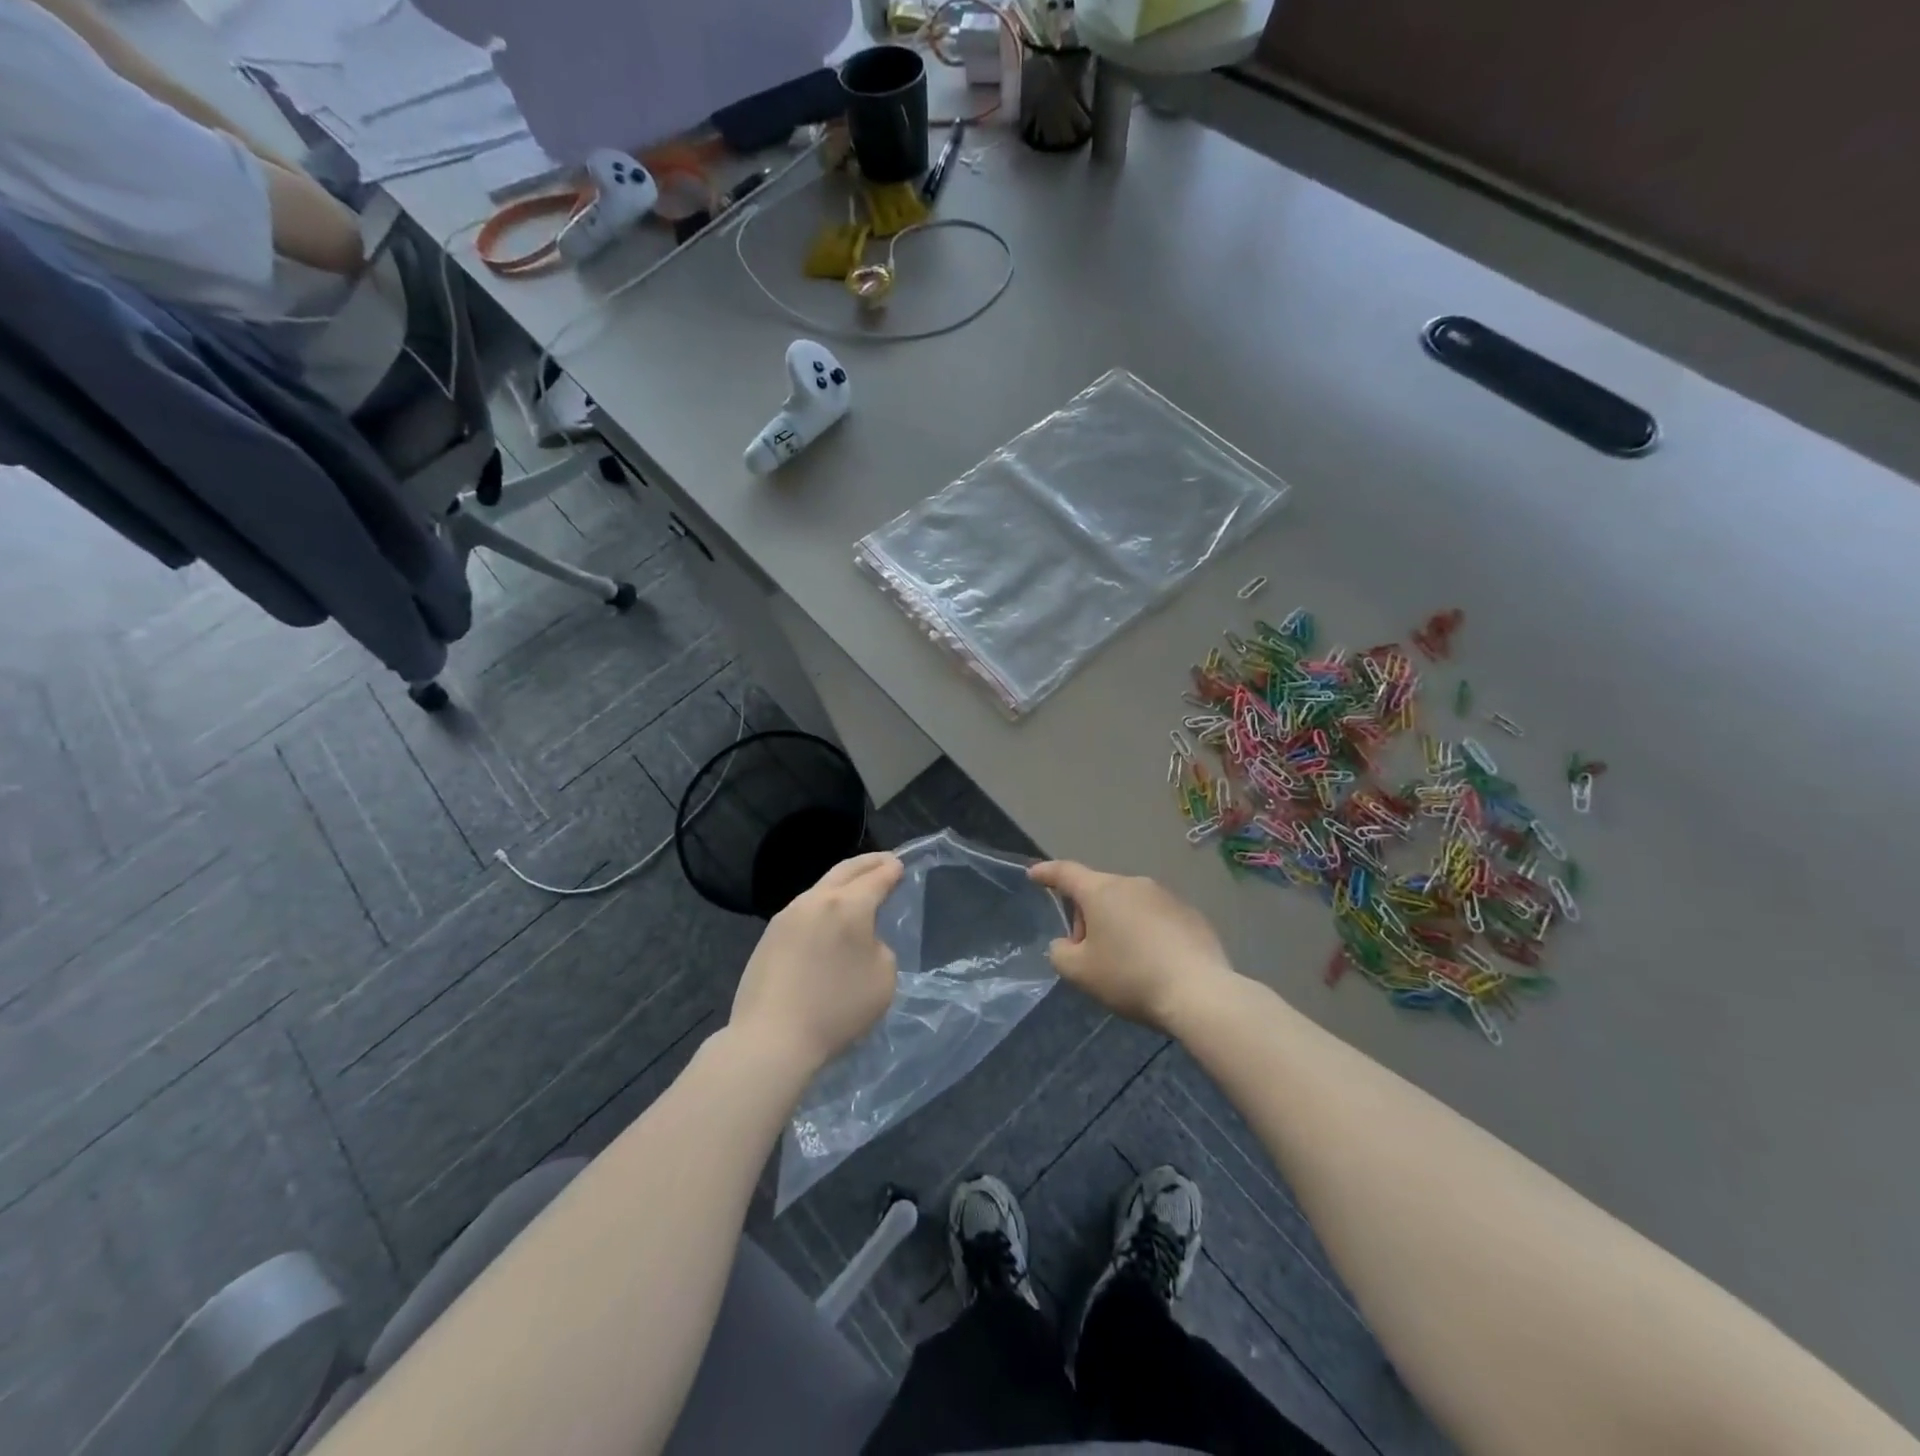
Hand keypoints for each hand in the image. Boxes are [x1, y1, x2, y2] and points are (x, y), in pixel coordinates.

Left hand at [730, 852, 903, 1076]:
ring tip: (857, 889)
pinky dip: (823, 905)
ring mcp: (787, 916)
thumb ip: (878, 948)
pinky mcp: (769, 936)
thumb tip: (861, 941)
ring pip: (820, 888)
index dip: (891, 870)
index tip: (900, 865)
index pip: (876, 877)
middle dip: (867, 863)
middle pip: (845, 871)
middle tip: (884, 861)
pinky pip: (804, 910)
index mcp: (848, 905)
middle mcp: (815, 900)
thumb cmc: (836, 1009)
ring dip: (842, 884)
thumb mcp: (883, 979)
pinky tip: (828, 919)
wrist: (771, 1038)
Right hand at [1028, 861, 1238, 1031]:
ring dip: (1118, 924)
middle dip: (1087, 917)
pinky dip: (1147, 934)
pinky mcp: (1191, 914)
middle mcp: (1134, 883)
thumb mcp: (1081, 973)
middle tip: (1087, 954)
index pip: (1066, 873)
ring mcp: (1166, 896)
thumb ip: (1060, 953)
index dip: (1047, 873)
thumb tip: (1066, 944)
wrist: (1200, 992)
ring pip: (1129, 904)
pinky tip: (1155, 965)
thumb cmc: (1131, 977)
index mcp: (1102, 891)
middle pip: (1099, 893)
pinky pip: (1157, 918)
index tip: (1034, 874)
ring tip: (1125, 963)